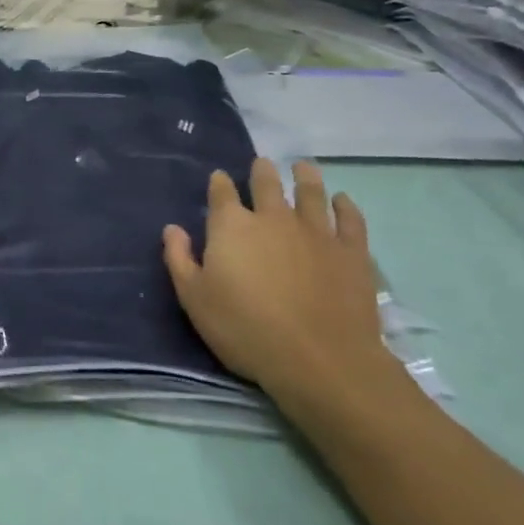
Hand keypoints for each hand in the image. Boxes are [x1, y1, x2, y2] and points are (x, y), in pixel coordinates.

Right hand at [163, 159, 410, 427]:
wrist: (320, 360)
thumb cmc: (247, 330)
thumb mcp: (195, 300)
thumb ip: (179, 259)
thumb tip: (172, 228)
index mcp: (233, 226)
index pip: (222, 192)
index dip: (219, 183)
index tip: (219, 179)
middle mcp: (273, 217)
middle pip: (267, 183)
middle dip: (262, 171)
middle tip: (262, 164)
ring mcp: (316, 231)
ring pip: (310, 191)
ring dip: (305, 176)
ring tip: (303, 166)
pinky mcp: (351, 251)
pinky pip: (350, 219)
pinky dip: (346, 206)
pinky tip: (342, 200)